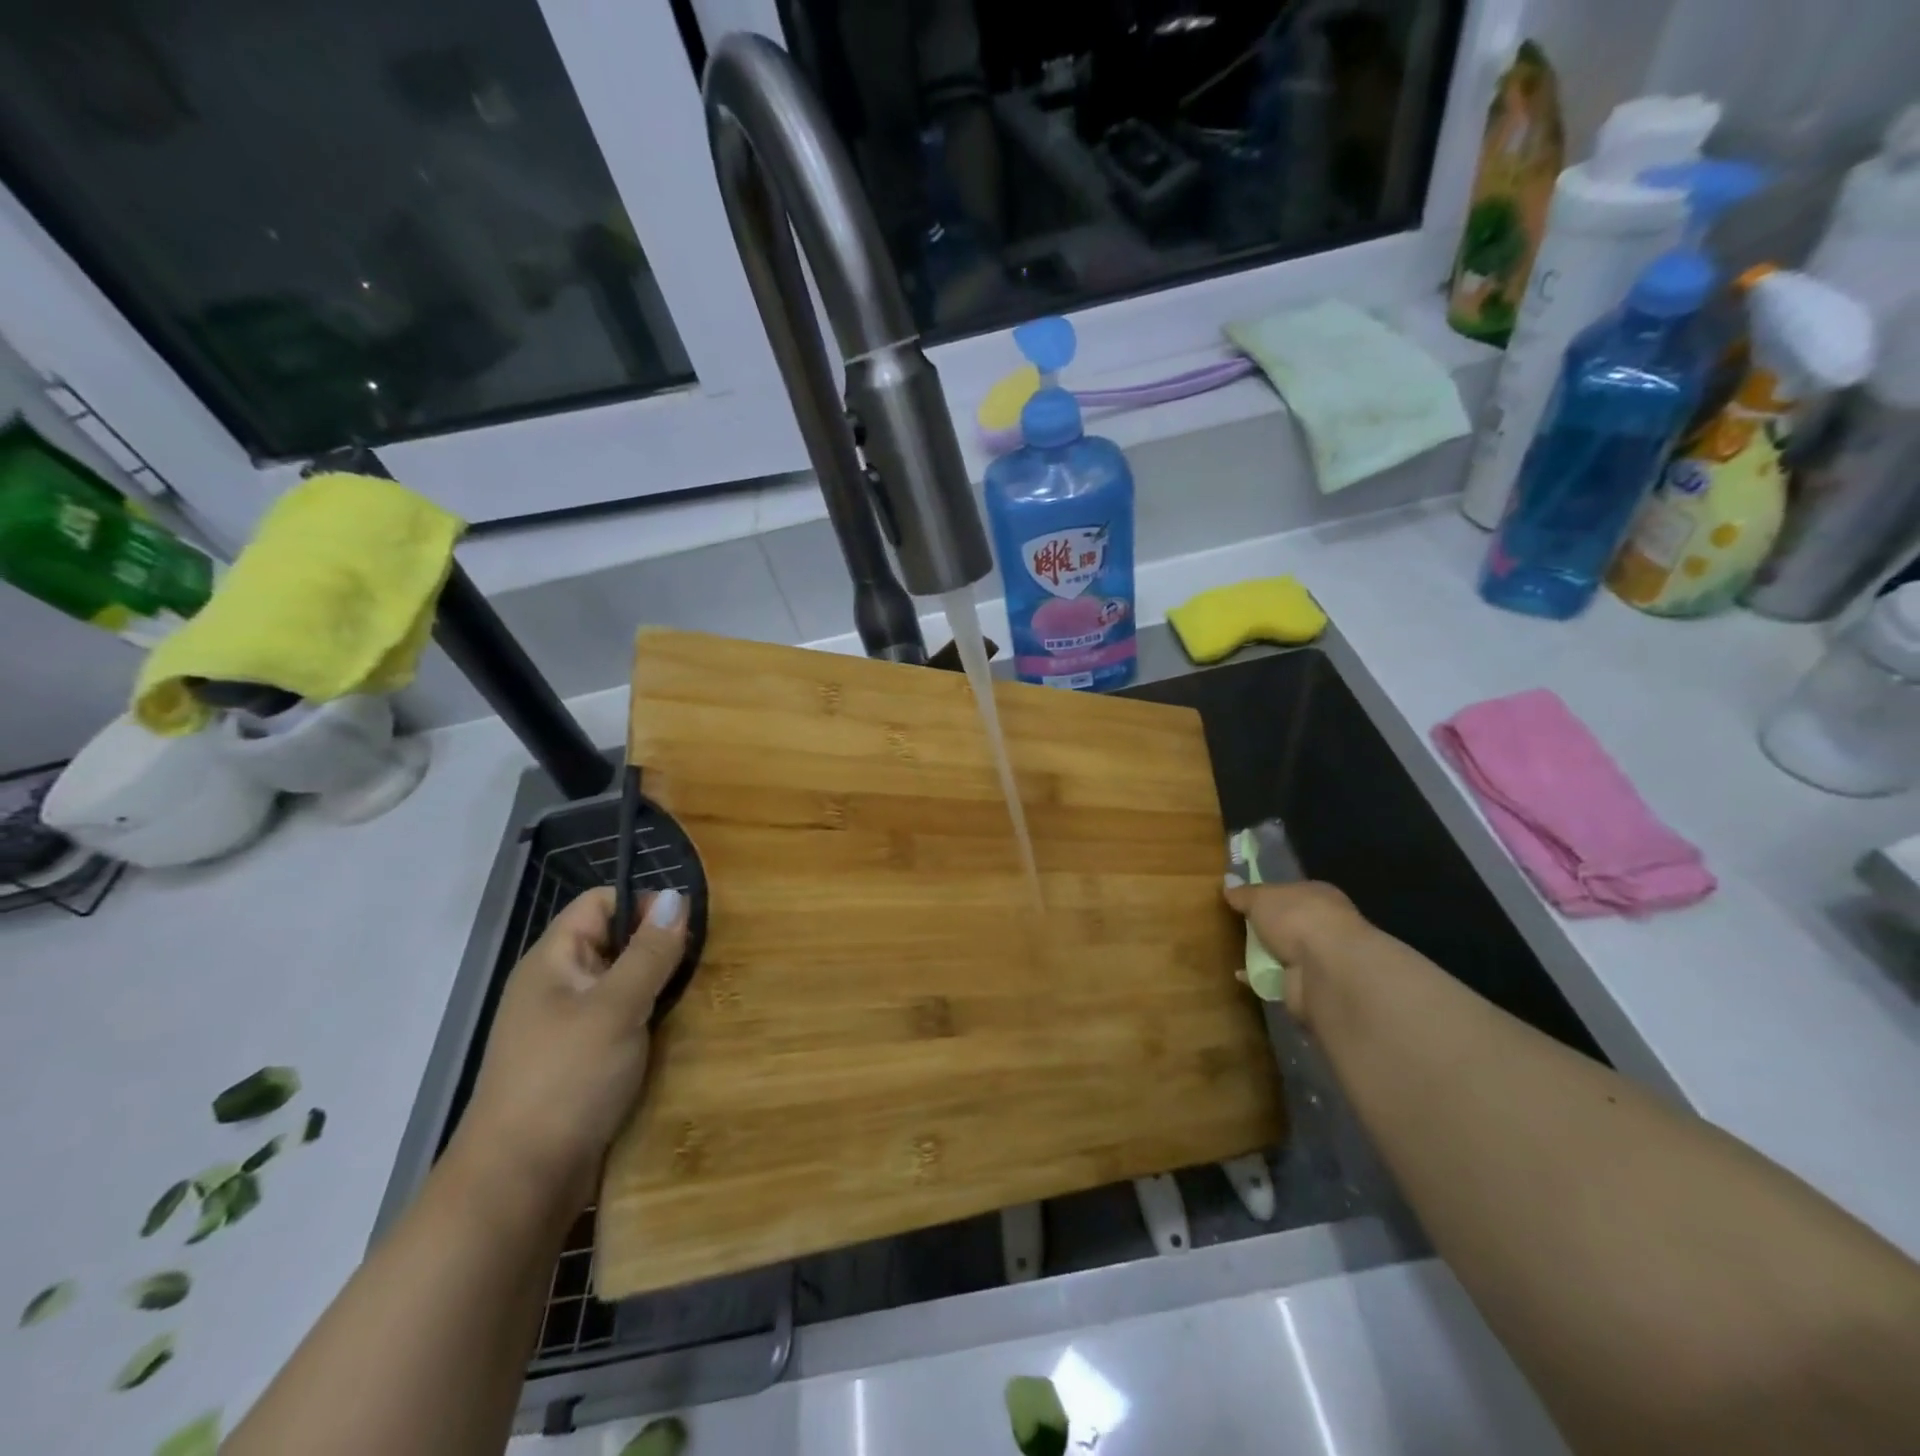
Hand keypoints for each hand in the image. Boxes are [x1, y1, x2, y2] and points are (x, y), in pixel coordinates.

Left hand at [450, 886, 687, 1215]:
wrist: (520, 1184)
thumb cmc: (566, 1081)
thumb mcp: (616, 1008)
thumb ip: (650, 952)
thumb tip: (676, 896)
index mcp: (554, 961)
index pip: (600, 902)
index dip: (642, 904)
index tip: (686, 929)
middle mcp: (558, 986)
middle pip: (616, 942)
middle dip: (660, 948)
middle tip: (703, 964)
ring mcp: (569, 1027)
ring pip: (625, 985)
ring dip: (661, 988)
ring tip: (701, 996)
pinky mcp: (583, 1062)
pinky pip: (624, 1022)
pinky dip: (651, 1021)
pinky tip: (681, 1033)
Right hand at [1222, 879, 1367, 1026]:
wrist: (1324, 969)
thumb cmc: (1295, 918)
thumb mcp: (1261, 898)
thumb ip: (1244, 893)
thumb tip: (1228, 882)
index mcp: (1319, 895)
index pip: (1292, 892)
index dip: (1268, 895)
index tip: (1243, 900)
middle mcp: (1324, 925)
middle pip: (1288, 923)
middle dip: (1266, 927)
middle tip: (1235, 926)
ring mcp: (1319, 958)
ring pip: (1285, 951)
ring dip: (1265, 954)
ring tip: (1234, 950)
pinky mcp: (1310, 985)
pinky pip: (1279, 978)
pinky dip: (1262, 977)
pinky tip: (1241, 976)